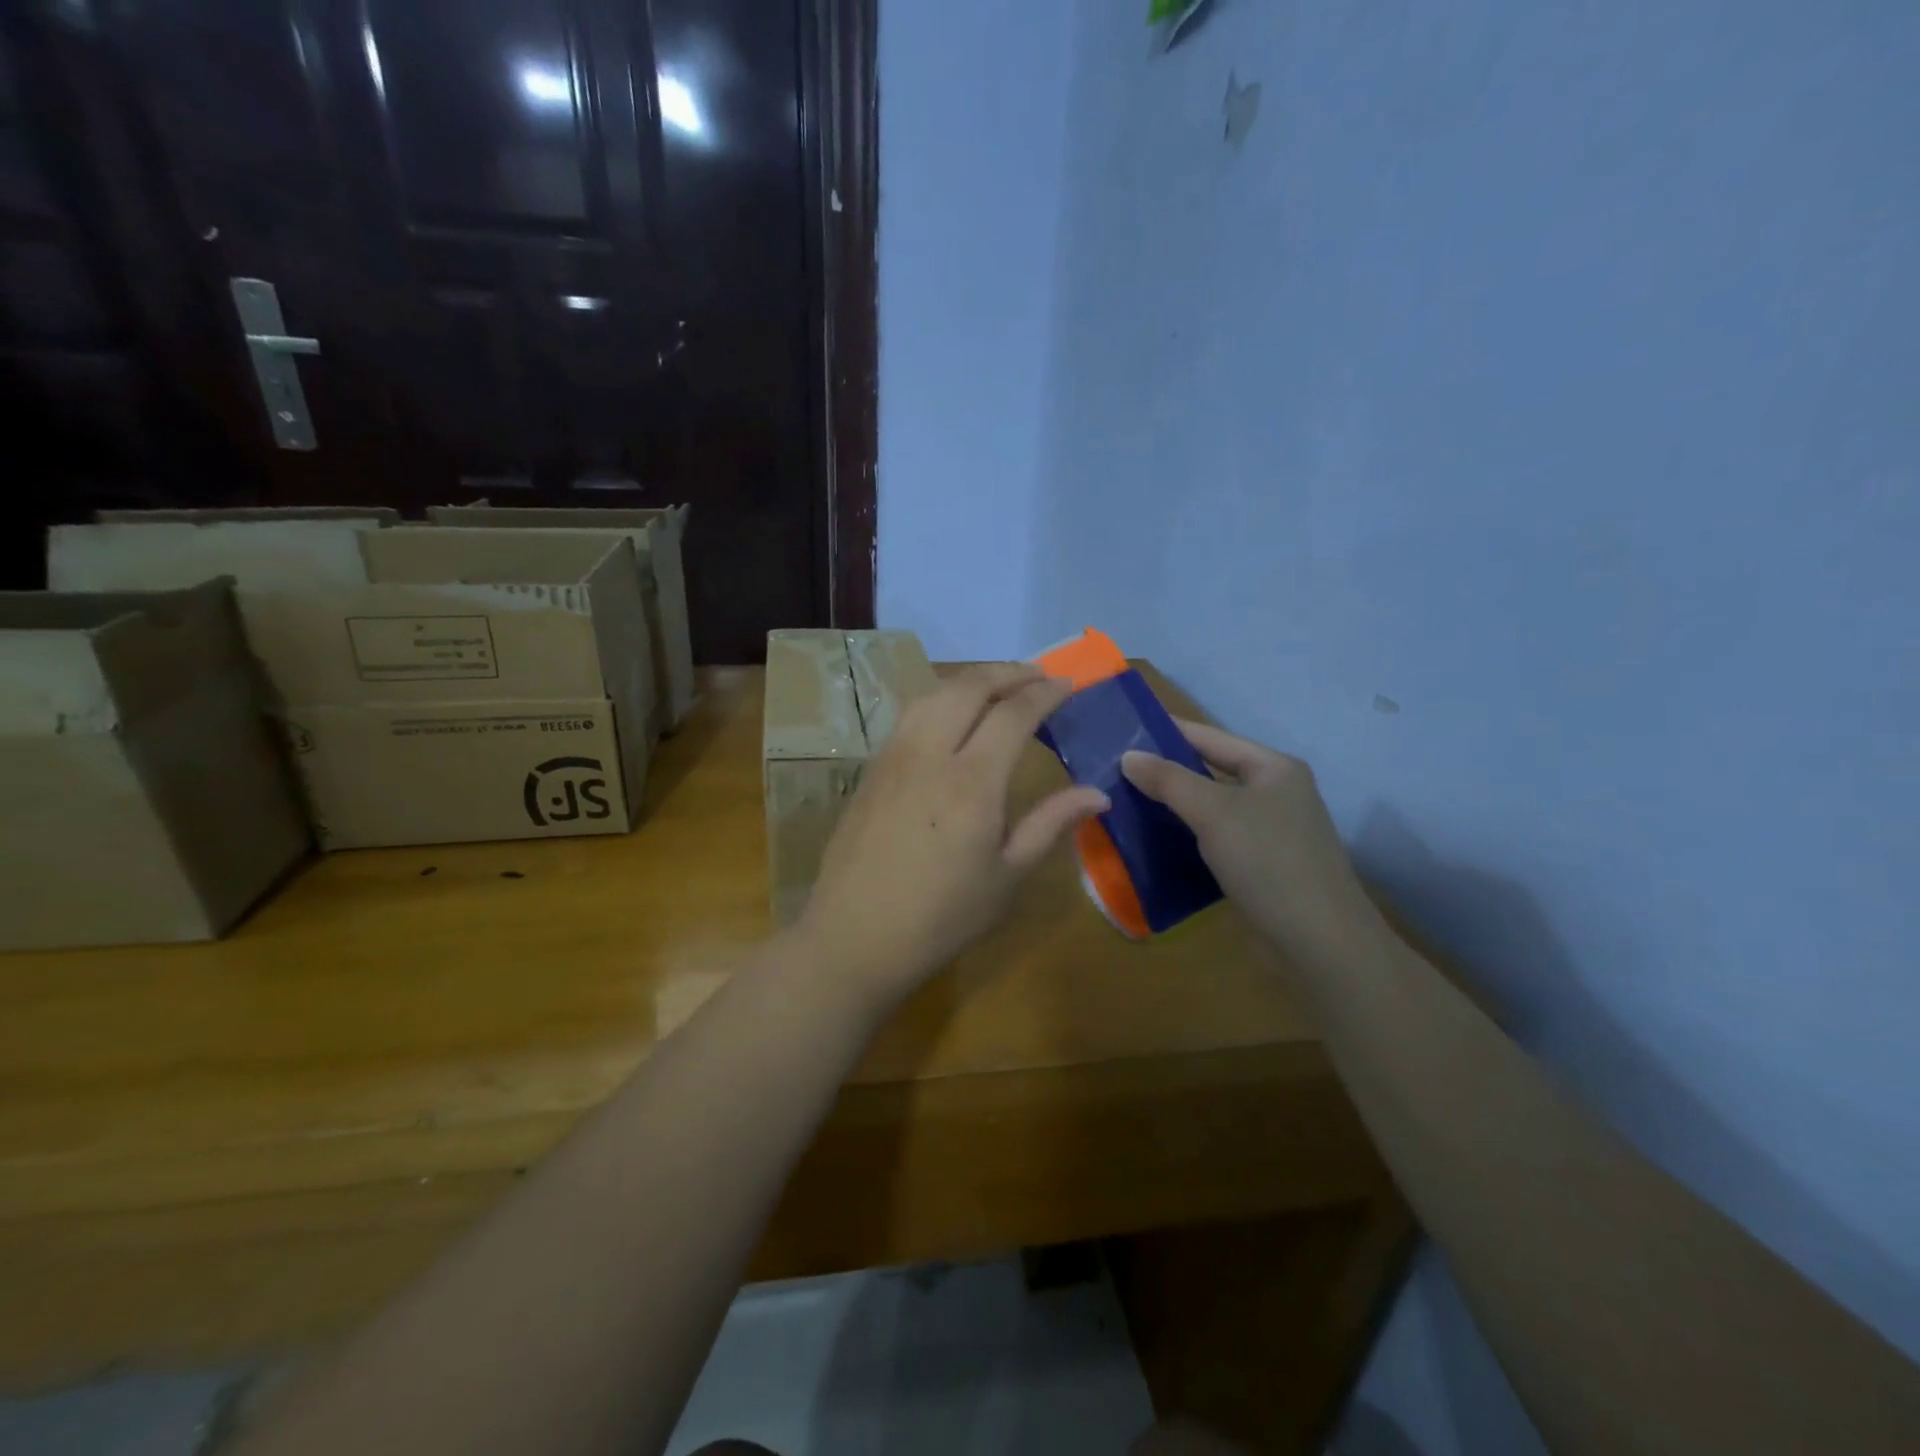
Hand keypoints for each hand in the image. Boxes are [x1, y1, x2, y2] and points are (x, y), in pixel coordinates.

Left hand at [794, 664, 1110, 1005]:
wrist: (855, 937)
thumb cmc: (941, 916)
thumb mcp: (1007, 876)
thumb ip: (1050, 824)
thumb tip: (1098, 794)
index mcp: (971, 781)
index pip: (1013, 714)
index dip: (1044, 693)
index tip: (1068, 683)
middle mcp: (929, 754)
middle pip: (969, 688)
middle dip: (1008, 672)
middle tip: (1038, 675)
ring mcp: (893, 757)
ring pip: (933, 694)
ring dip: (970, 680)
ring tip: (998, 687)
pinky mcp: (871, 769)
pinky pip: (910, 715)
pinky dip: (940, 700)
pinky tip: (951, 717)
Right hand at [1121, 721, 1379, 963]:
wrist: (1319, 940)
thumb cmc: (1268, 861)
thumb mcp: (1213, 813)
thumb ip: (1169, 780)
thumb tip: (1128, 756)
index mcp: (1273, 767)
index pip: (1210, 737)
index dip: (1167, 731)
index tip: (1124, 730)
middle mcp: (1275, 792)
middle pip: (1211, 771)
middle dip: (1166, 771)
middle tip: (1116, 770)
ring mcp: (1271, 830)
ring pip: (1212, 807)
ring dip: (1174, 805)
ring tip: (1126, 802)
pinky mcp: (1263, 864)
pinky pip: (1217, 836)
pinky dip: (1188, 835)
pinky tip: (1156, 840)